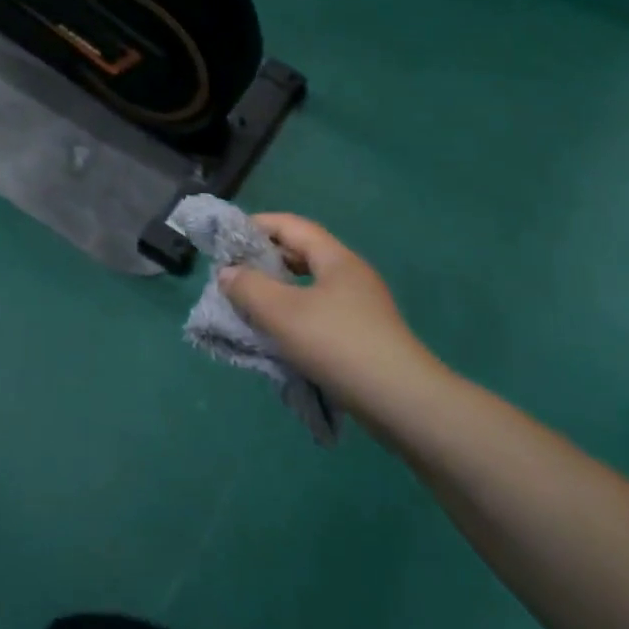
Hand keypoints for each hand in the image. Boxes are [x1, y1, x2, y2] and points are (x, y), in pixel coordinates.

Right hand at [219, 215, 445, 416]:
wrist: (402, 403)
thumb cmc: (338, 345)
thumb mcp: (282, 313)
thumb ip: (248, 288)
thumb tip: (227, 273)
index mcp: (336, 259)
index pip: (291, 225)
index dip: (257, 225)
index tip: (226, 238)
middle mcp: (350, 275)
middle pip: (301, 253)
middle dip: (264, 258)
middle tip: (232, 273)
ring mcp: (360, 306)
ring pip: (309, 285)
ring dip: (277, 289)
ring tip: (248, 303)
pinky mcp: (362, 335)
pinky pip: (318, 310)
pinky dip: (292, 312)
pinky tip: (277, 331)